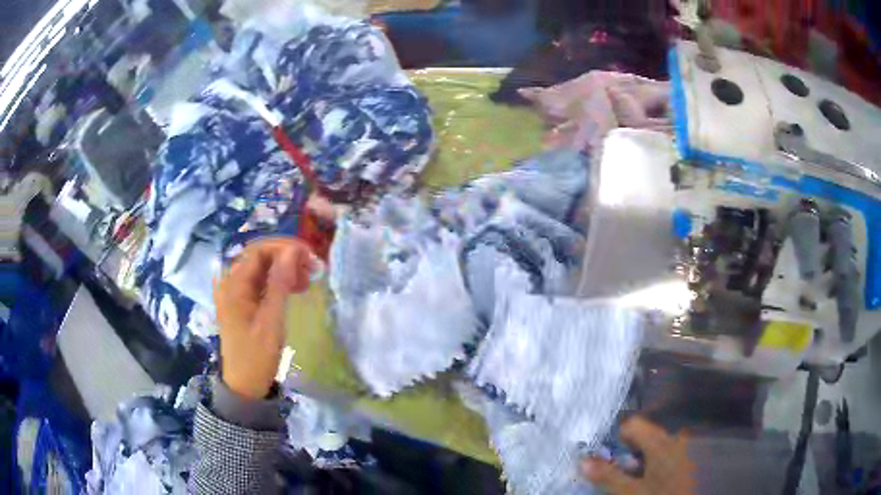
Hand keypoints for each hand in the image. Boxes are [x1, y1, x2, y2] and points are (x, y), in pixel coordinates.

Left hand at [214, 238, 313, 399]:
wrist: (244, 386)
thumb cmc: (257, 356)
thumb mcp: (271, 320)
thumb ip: (280, 283)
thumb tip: (293, 251)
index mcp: (233, 284)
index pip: (259, 250)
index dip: (284, 247)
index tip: (309, 256)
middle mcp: (231, 282)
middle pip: (260, 256)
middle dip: (286, 257)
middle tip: (311, 269)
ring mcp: (235, 292)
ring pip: (262, 268)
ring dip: (284, 268)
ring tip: (306, 280)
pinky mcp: (242, 302)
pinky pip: (261, 282)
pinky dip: (278, 281)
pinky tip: (294, 288)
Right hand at [582, 416, 695, 494]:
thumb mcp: (628, 491)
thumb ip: (607, 475)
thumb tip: (582, 460)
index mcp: (660, 441)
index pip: (632, 424)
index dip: (615, 438)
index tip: (605, 454)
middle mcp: (674, 439)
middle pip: (643, 434)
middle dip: (626, 450)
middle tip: (618, 468)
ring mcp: (682, 450)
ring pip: (653, 445)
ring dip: (639, 458)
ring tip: (632, 475)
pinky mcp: (685, 461)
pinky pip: (664, 453)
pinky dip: (651, 462)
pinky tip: (648, 478)